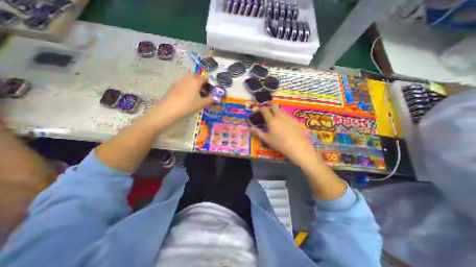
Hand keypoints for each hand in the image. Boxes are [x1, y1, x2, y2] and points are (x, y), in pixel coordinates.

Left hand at [146, 75, 212, 124]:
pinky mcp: (173, 85)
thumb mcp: (201, 104)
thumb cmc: (188, 105)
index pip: (204, 78)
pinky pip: (182, 82)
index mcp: (196, 81)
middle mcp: (188, 78)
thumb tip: (215, 98)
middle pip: (196, 75)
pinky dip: (186, 85)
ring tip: (194, 92)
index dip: (208, 83)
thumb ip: (209, 100)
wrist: (170, 109)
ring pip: (188, 78)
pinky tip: (185, 94)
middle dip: (200, 80)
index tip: (210, 89)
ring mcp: (179, 80)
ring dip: (192, 82)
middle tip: (202, 89)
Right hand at [249, 104, 318, 163]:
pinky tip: (285, 125)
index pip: (264, 110)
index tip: (258, 112)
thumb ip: (258, 133)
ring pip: (281, 110)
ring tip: (276, 120)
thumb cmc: (280, 143)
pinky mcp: (295, 120)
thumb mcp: (267, 139)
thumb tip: (249, 128)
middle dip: (269, 108)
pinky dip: (283, 117)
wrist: (298, 146)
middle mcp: (280, 115)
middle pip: (274, 106)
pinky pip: (287, 115)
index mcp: (271, 120)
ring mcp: (288, 117)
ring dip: (277, 112)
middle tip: (267, 115)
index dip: (260, 109)